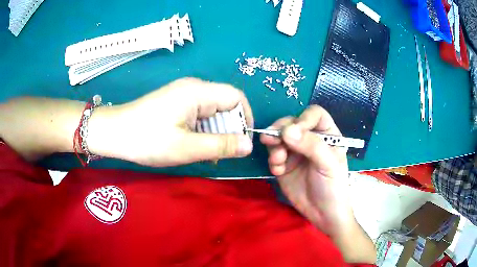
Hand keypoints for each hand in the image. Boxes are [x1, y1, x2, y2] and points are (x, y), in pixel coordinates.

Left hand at [88, 78, 253, 166]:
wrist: (114, 133)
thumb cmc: (148, 140)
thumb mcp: (187, 147)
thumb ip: (221, 145)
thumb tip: (249, 145)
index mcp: (198, 92)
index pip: (236, 97)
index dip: (245, 118)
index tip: (241, 142)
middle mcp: (193, 87)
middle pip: (225, 103)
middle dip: (228, 128)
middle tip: (219, 152)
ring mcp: (183, 94)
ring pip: (212, 110)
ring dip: (214, 131)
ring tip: (204, 151)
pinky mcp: (175, 102)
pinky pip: (198, 113)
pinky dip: (202, 129)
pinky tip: (192, 143)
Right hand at [260, 105, 352, 235]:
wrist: (323, 214)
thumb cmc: (334, 187)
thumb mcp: (328, 164)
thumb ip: (311, 145)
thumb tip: (286, 130)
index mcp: (327, 134)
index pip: (314, 115)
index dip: (303, 118)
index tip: (291, 131)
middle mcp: (310, 140)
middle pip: (292, 123)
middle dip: (280, 131)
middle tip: (271, 141)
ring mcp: (296, 152)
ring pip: (279, 138)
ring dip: (274, 147)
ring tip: (278, 161)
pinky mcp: (284, 165)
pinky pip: (273, 155)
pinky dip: (273, 161)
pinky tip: (279, 172)